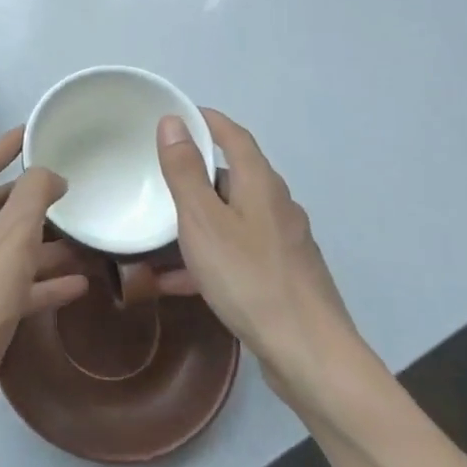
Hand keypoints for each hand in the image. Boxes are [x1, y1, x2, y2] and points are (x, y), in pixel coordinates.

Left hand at [0, 128, 89, 436]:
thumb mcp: (12, 237)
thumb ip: (32, 197)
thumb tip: (49, 173)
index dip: (4, 146)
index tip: (33, 132)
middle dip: (28, 195)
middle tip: (68, 187)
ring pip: (12, 250)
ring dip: (45, 242)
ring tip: (85, 237)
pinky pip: (21, 288)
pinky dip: (46, 283)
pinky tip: (80, 286)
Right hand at [155, 109, 362, 400]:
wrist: (307, 352)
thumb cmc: (249, 277)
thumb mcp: (203, 221)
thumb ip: (185, 172)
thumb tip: (173, 122)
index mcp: (261, 185)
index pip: (234, 137)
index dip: (207, 121)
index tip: (178, 115)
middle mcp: (277, 207)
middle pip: (235, 177)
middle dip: (198, 172)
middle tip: (159, 173)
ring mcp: (283, 243)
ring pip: (233, 218)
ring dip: (199, 218)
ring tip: (161, 228)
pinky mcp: (282, 276)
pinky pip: (236, 253)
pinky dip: (208, 256)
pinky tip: (177, 281)